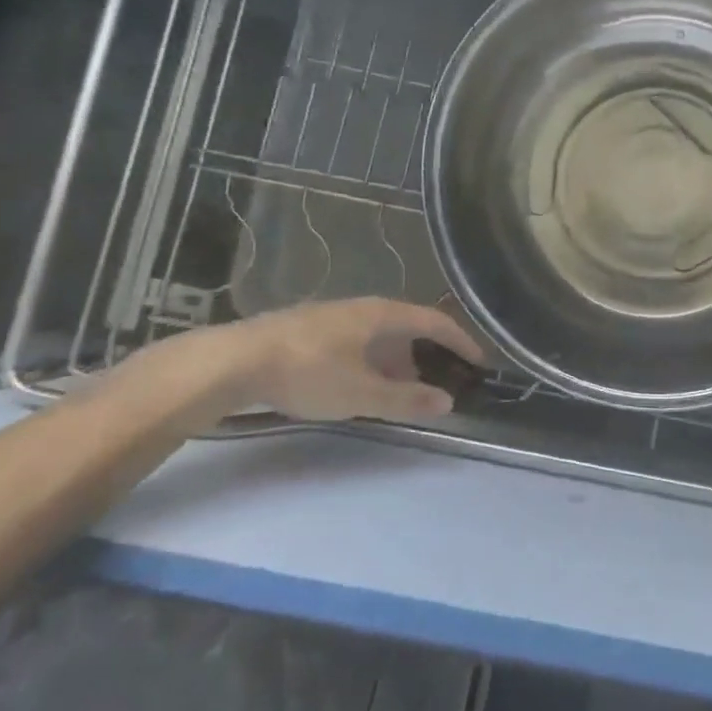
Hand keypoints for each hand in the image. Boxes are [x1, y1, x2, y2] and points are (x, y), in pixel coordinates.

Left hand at [230, 298, 485, 422]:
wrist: (232, 362)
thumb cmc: (308, 372)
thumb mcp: (362, 393)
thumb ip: (406, 398)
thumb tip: (448, 402)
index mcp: (382, 314)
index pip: (435, 322)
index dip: (461, 341)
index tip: (479, 363)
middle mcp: (362, 308)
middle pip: (408, 328)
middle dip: (428, 355)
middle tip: (440, 383)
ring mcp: (334, 317)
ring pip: (380, 337)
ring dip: (398, 362)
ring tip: (401, 391)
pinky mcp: (310, 330)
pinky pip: (358, 343)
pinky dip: (373, 362)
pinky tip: (360, 386)